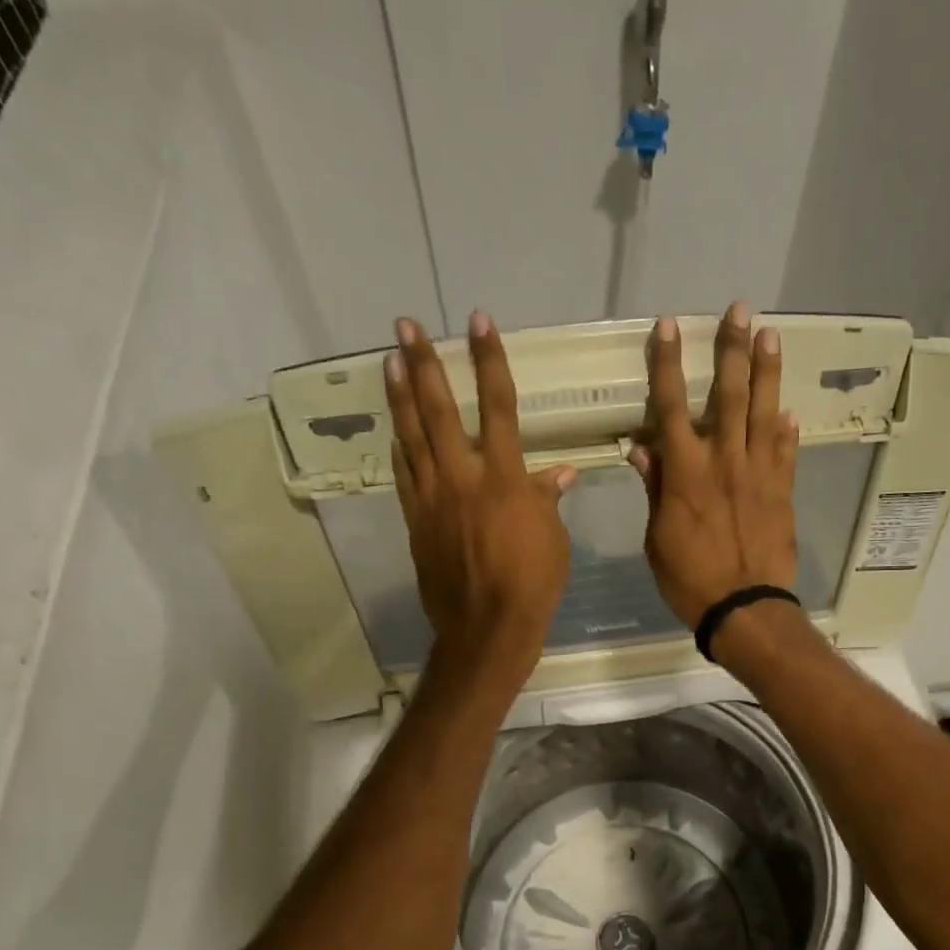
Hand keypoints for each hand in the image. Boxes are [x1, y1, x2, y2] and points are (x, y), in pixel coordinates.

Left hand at [387, 311, 576, 689]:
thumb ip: (547, 499)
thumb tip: (559, 473)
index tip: (478, 323)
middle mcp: (462, 478)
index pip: (498, 405)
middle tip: (405, 327)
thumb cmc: (533, 583)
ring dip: (400, 396)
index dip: (489, 361)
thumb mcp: (553, 539)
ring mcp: (432, 499)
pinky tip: (393, 429)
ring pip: (411, 437)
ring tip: (390, 361)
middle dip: (424, 364)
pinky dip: (399, 449)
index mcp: (504, 477)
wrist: (487, 626)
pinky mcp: (416, 522)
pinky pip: (404, 476)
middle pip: (439, 411)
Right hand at [629, 300, 798, 628]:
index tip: (669, 326)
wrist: (744, 608)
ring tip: (771, 335)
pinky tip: (788, 411)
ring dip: (767, 372)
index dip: (668, 364)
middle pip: (728, 395)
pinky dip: (786, 430)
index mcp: (686, 473)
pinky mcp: (783, 492)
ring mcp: (759, 474)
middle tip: (740, 310)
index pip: (672, 406)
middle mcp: (724, 461)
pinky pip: (786, 452)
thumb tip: (641, 446)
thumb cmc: (690, 579)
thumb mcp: (657, 538)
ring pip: (764, 413)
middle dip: (732, 350)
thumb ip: (654, 488)